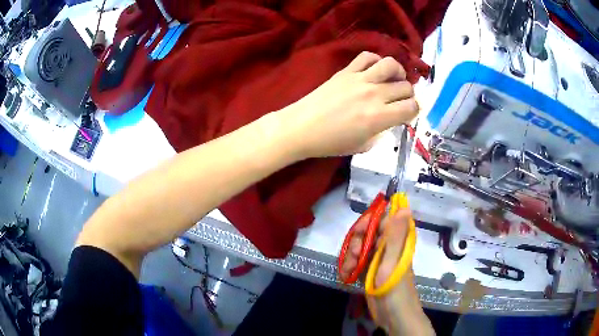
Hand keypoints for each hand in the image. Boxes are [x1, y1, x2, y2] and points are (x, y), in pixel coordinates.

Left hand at [278, 52, 417, 158]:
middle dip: (408, 95)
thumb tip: (389, 120)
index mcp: (379, 118)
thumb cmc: (330, 142)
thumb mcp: (362, 146)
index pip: (411, 108)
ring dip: (398, 72)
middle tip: (400, 100)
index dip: (414, 111)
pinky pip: (367, 56)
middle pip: (405, 87)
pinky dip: (376, 60)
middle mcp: (374, 95)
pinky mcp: (346, 71)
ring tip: (393, 80)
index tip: (406, 114)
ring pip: (391, 65)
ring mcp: (360, 79)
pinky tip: (374, 69)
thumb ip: (381, 132)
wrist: (301, 127)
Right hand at [340, 209, 433, 335]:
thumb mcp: (394, 262)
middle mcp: (388, 247)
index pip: (383, 219)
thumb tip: (404, 206)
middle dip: (357, 241)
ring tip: (349, 270)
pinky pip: (357, 261)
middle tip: (355, 255)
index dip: (369, 221)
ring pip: (360, 246)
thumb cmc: (395, 289)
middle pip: (368, 232)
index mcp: (397, 241)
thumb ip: (396, 235)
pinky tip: (346, 275)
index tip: (358, 230)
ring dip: (351, 256)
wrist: (393, 317)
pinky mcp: (370, 271)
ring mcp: (378, 259)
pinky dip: (349, 266)